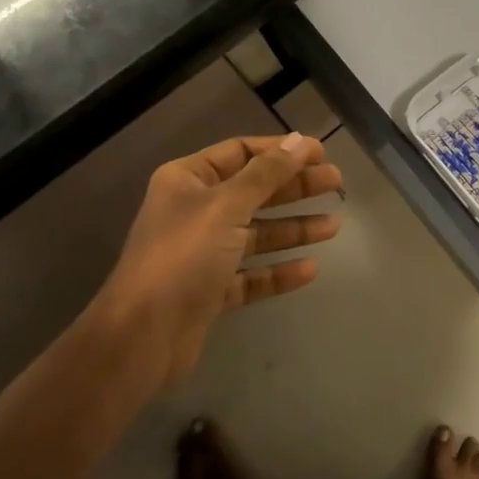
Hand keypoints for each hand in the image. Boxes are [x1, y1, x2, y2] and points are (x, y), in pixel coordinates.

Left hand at [88, 133, 342, 396]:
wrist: (142, 337)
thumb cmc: (183, 257)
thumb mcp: (227, 205)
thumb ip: (267, 173)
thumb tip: (300, 141)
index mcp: (188, 180)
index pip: (241, 152)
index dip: (281, 150)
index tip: (321, 153)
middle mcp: (194, 211)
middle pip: (254, 191)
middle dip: (295, 188)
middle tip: (336, 184)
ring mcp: (202, 253)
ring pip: (257, 234)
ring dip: (294, 229)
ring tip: (334, 226)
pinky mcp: (211, 291)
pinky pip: (252, 274)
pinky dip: (278, 271)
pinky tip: (310, 270)